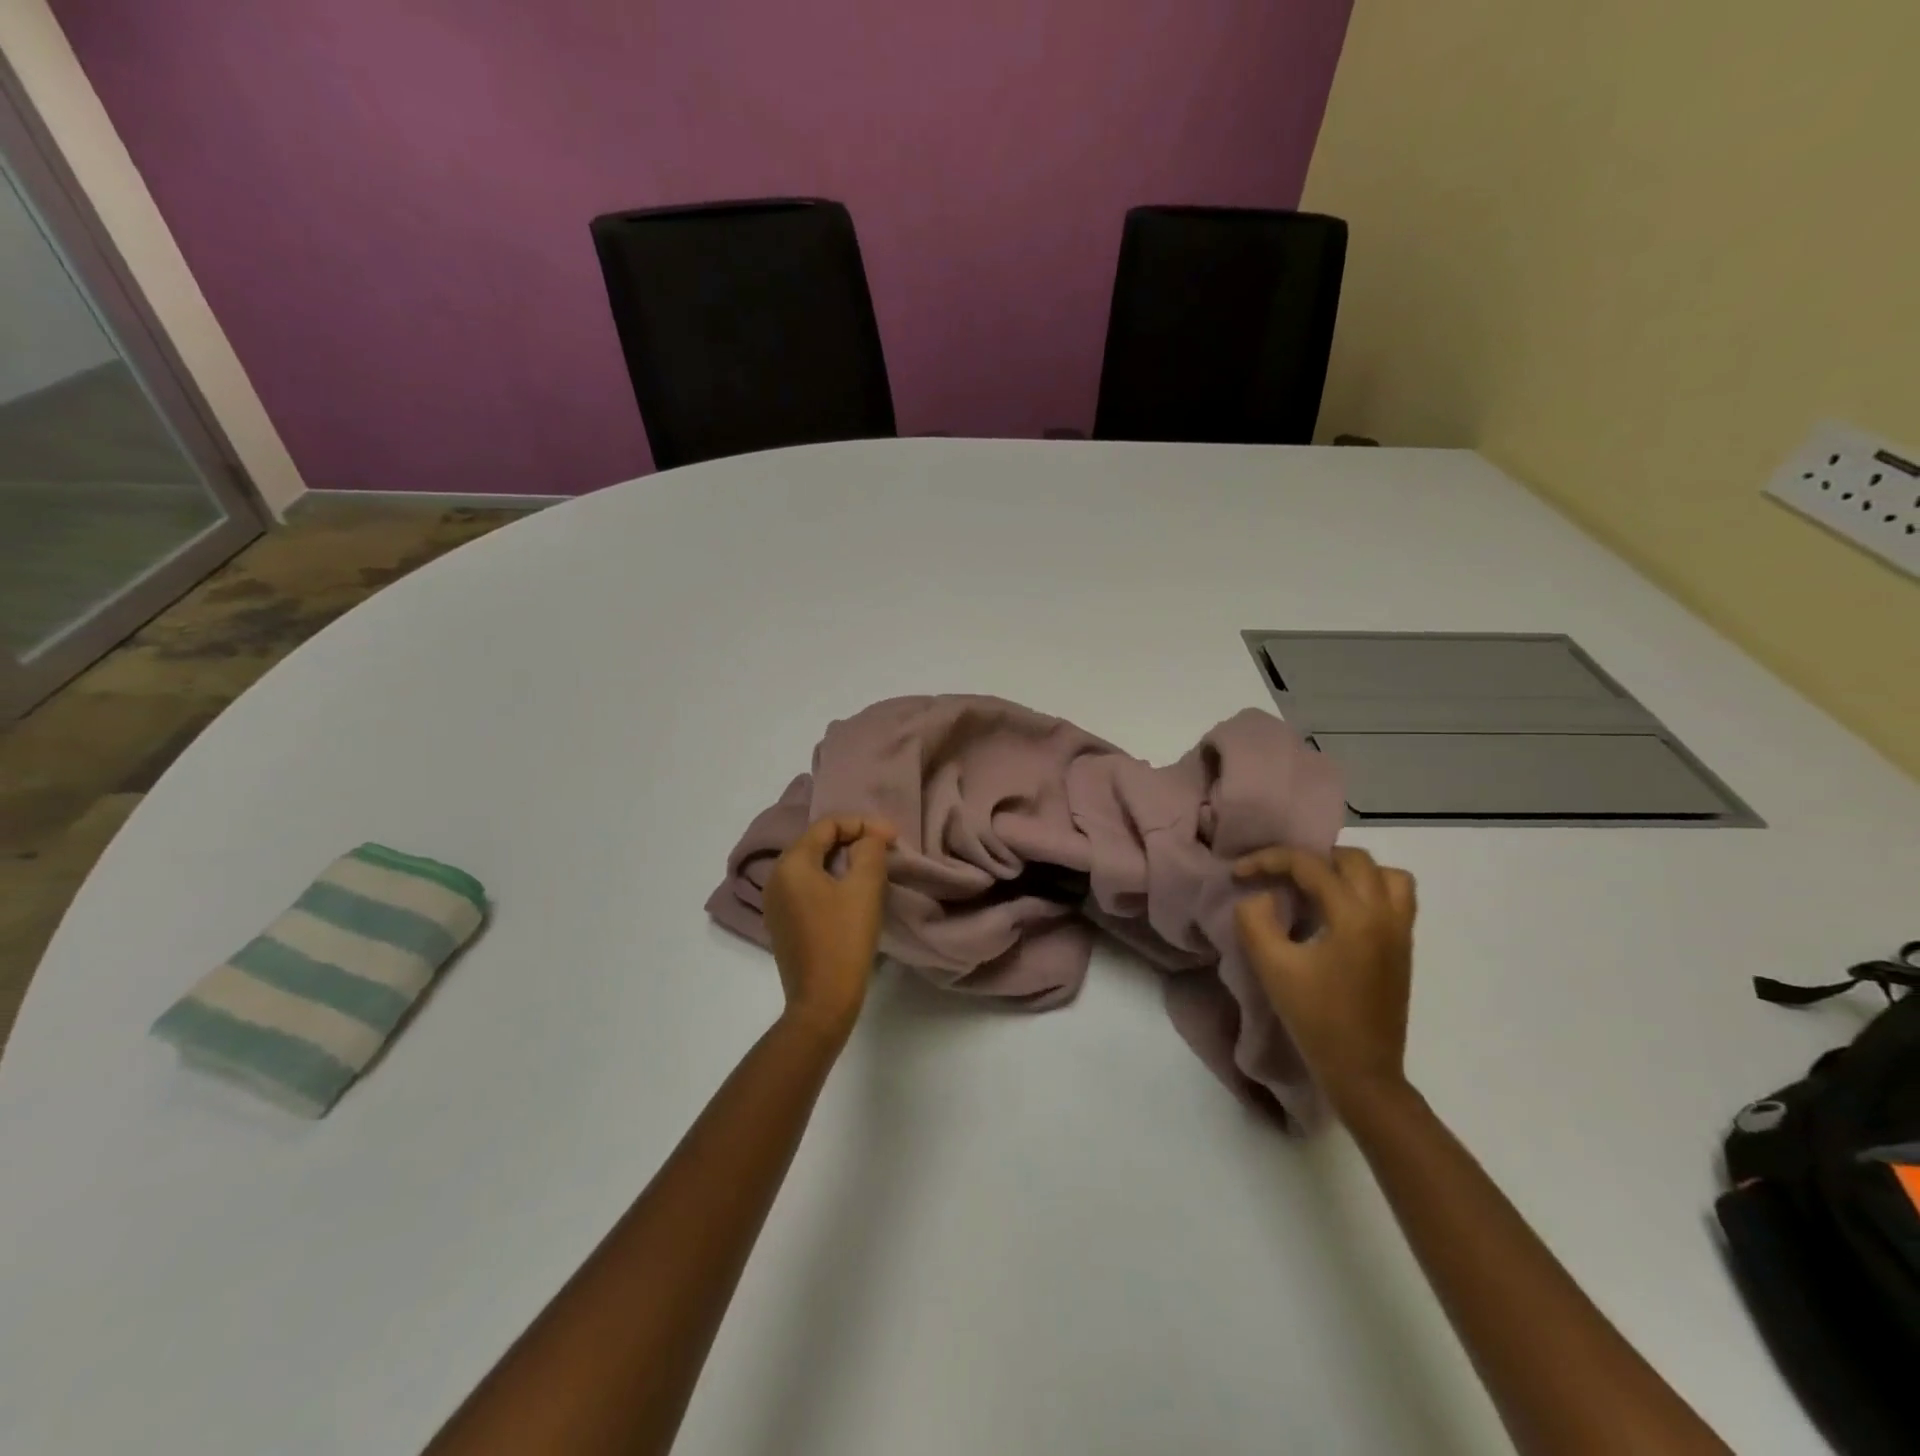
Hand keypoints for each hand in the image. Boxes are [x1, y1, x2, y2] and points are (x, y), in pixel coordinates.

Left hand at [764, 816, 896, 1039]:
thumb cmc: (844, 939)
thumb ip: (869, 850)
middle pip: (817, 842)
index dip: (862, 824)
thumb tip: (869, 837)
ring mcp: (775, 903)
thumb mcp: (865, 888)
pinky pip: (808, 887)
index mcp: (791, 864)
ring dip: (843, 860)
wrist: (822, 1001)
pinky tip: (853, 892)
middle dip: (853, 839)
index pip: (827, 825)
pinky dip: (832, 880)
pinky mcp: (783, 923)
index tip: (893, 836)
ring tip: (873, 867)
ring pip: (813, 865)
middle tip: (885, 848)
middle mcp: (776, 878)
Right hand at [1233, 846, 1417, 1118]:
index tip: (1238, 873)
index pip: (1310, 865)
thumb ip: (1255, 920)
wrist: (1362, 1072)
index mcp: (1355, 916)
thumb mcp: (1272, 967)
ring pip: (1385, 874)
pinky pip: (1397, 897)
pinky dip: (1369, 889)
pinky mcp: (1403, 948)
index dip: (1268, 860)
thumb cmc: (1315, 1018)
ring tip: (1316, 886)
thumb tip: (1260, 895)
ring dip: (1348, 870)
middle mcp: (1385, 915)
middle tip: (1278, 876)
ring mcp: (1400, 932)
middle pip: (1353, 859)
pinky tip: (1338, 911)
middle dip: (1310, 858)